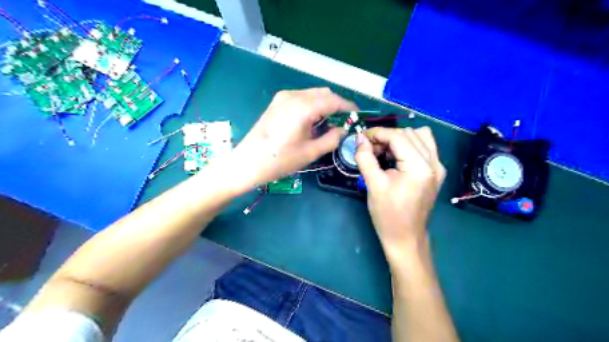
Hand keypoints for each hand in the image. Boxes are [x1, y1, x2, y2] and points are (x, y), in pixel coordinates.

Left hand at [232, 86, 356, 190]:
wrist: (247, 162)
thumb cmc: (279, 160)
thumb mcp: (310, 153)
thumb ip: (331, 139)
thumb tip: (342, 130)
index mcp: (304, 107)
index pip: (333, 100)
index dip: (348, 106)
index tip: (357, 115)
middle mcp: (294, 96)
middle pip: (323, 93)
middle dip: (336, 104)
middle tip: (343, 121)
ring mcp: (283, 97)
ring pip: (312, 93)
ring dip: (324, 104)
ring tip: (327, 123)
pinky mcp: (276, 102)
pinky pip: (301, 97)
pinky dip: (311, 105)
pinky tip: (311, 120)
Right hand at [355, 128, 445, 263]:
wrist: (406, 237)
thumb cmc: (388, 215)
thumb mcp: (373, 185)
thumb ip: (365, 158)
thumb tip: (359, 139)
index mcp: (419, 167)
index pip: (398, 136)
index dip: (377, 133)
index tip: (361, 138)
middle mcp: (434, 162)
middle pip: (409, 133)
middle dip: (386, 137)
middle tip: (370, 150)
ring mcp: (438, 166)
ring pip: (419, 136)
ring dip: (398, 139)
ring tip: (383, 152)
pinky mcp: (436, 171)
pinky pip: (424, 146)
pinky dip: (408, 145)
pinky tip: (396, 157)